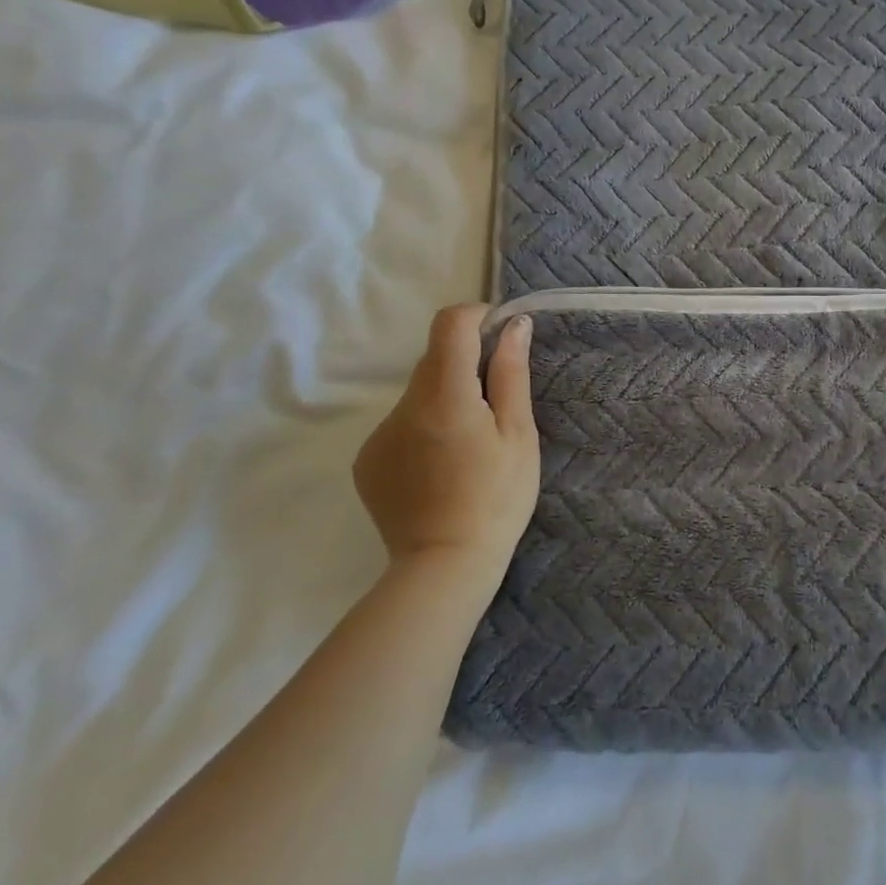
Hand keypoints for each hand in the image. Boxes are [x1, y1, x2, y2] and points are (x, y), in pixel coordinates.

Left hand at [353, 305, 540, 574]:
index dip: (477, 318)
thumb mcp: (518, 434)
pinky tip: (442, 467)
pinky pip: (400, 425)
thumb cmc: (497, 498)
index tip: (500, 338)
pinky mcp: (367, 460)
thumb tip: (514, 325)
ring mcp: (378, 434)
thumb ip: (511, 373)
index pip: (449, 324)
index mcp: (444, 395)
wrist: (445, 567)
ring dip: (445, 400)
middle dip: (466, 366)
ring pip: (418, 394)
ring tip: (469, 447)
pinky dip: (424, 429)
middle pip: (433, 359)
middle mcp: (403, 406)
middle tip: (496, 405)